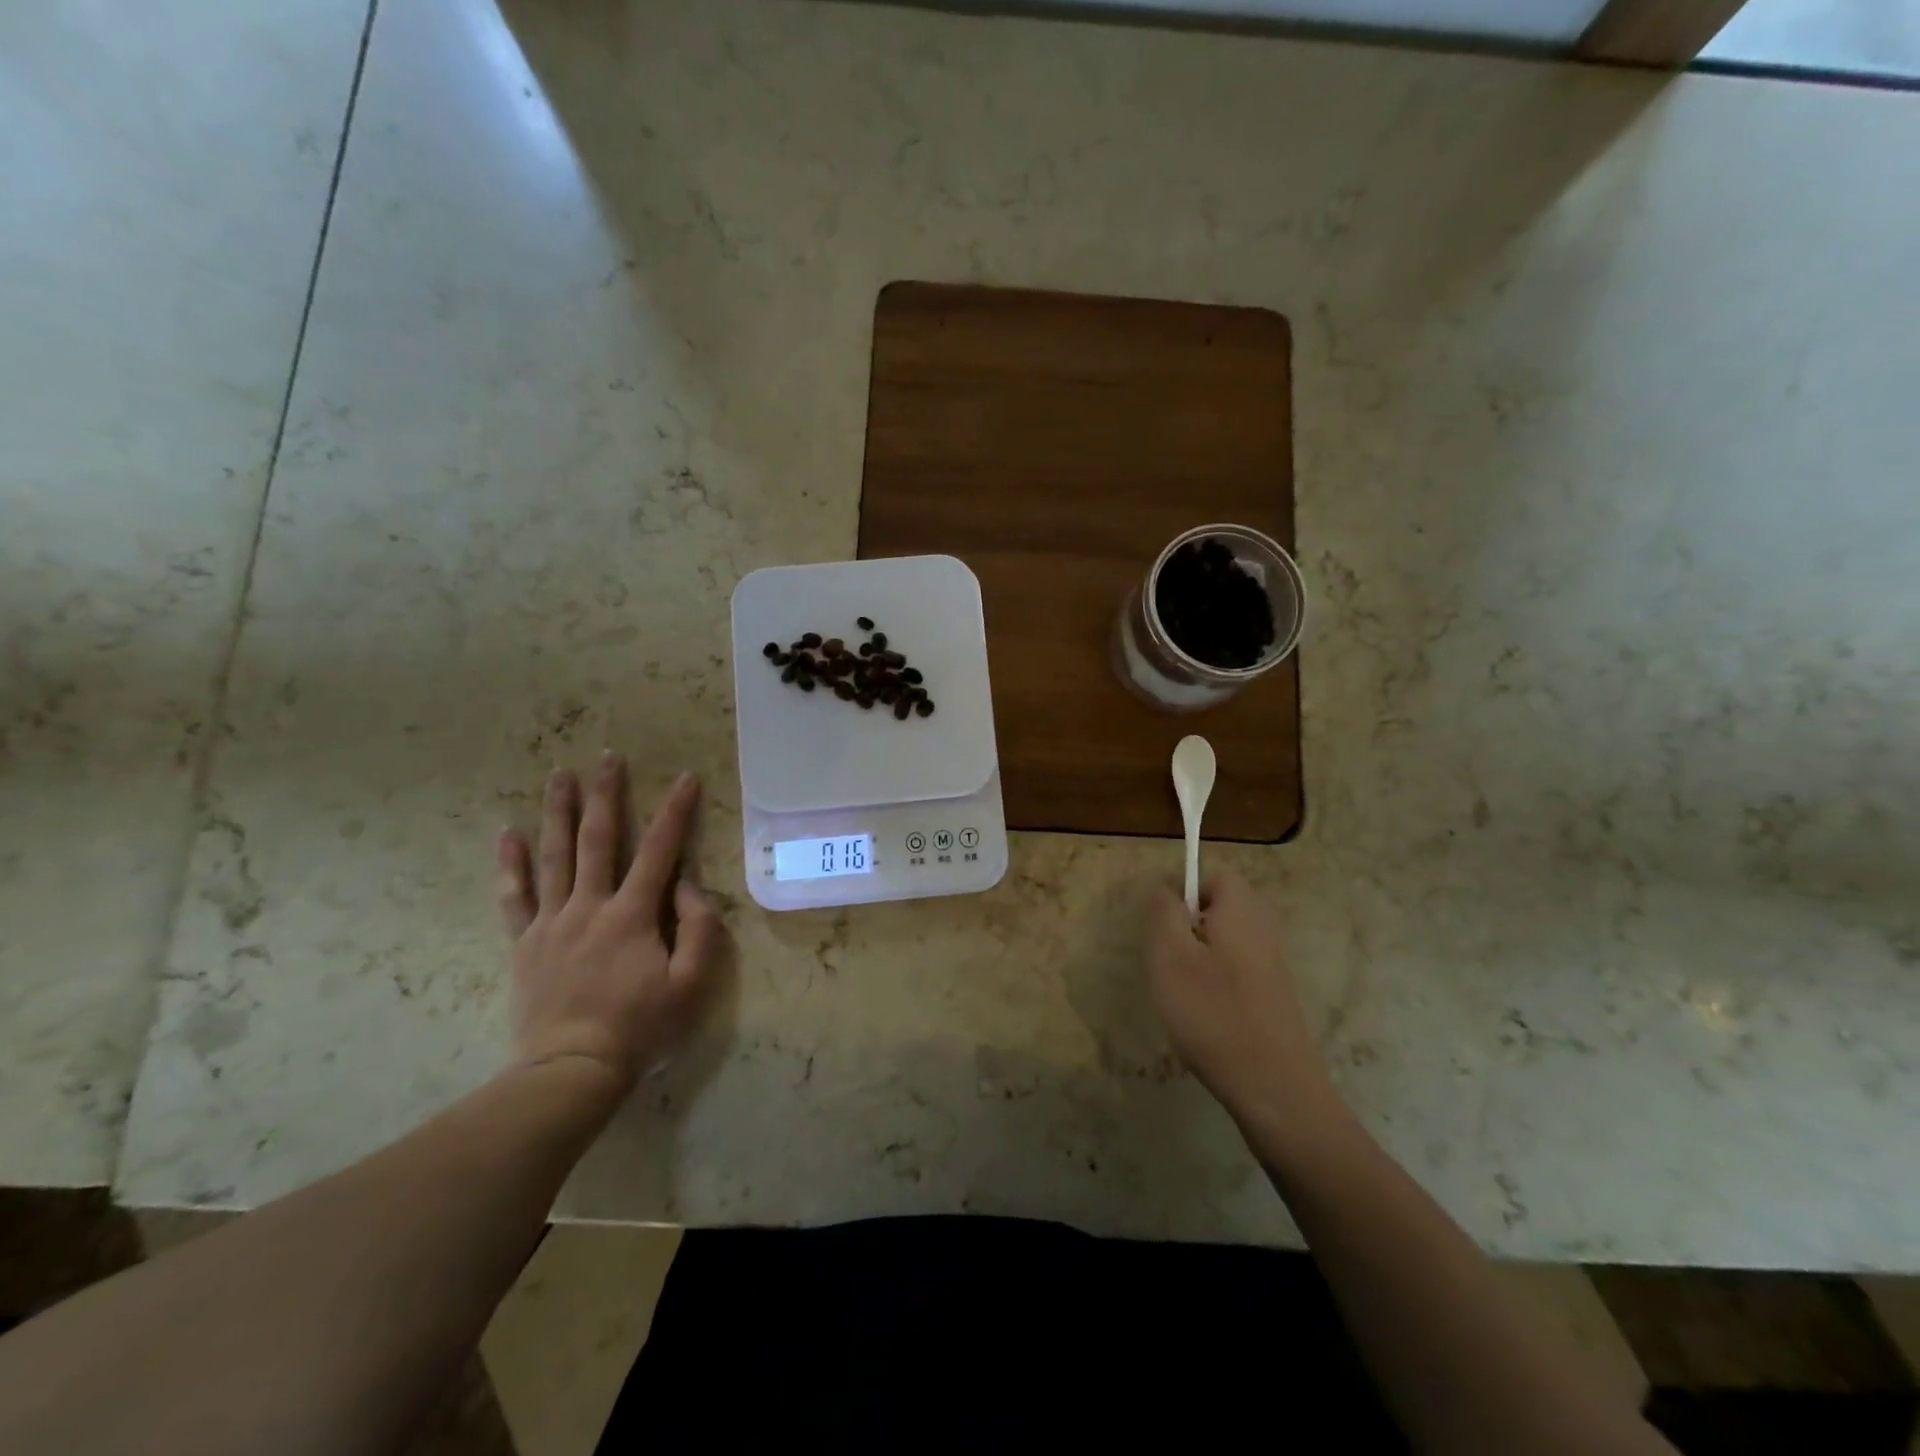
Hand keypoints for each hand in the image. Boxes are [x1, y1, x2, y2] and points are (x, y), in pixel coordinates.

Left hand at [497, 754, 723, 1090]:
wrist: (570, 1072)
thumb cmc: (640, 1028)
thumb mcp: (692, 984)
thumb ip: (699, 928)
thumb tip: (686, 885)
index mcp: (632, 915)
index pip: (659, 850)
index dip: (675, 811)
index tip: (685, 777)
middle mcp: (589, 906)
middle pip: (598, 839)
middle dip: (605, 795)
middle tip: (607, 757)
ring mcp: (551, 923)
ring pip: (553, 856)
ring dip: (558, 812)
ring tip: (559, 775)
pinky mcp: (524, 944)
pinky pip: (513, 897)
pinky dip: (510, 864)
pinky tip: (508, 833)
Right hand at [1148, 870, 1341, 1136]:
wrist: (1275, 1088)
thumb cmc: (1213, 1013)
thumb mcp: (1169, 955)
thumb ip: (1163, 910)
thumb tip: (1166, 885)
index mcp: (1241, 907)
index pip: (1210, 876)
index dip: (1181, 897)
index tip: (1164, 932)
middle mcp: (1264, 925)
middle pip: (1218, 908)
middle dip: (1188, 929)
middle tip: (1170, 964)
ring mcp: (1274, 961)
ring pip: (1224, 941)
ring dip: (1199, 960)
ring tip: (1185, 994)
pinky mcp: (1276, 993)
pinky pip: (1237, 969)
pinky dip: (1217, 984)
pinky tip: (1207, 1017)